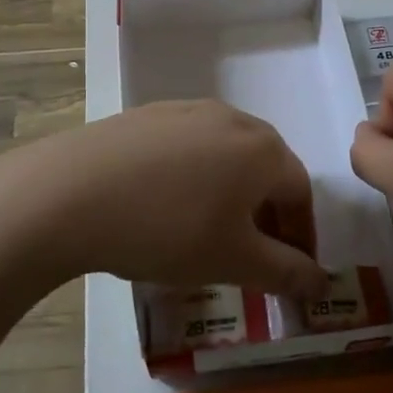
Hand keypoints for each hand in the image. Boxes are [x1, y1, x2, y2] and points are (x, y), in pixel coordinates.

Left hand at [0, 101, 328, 295]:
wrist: (72, 192)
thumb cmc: (168, 228)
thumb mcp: (233, 260)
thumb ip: (285, 272)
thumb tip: (321, 283)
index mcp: (263, 149)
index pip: (301, 192)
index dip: (301, 235)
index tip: (291, 270)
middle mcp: (231, 118)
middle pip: (266, 167)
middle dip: (268, 212)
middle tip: (252, 252)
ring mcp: (185, 110)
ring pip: (224, 154)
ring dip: (230, 192)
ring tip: (207, 230)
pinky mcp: (147, 114)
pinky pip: (186, 146)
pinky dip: (192, 176)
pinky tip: (163, 204)